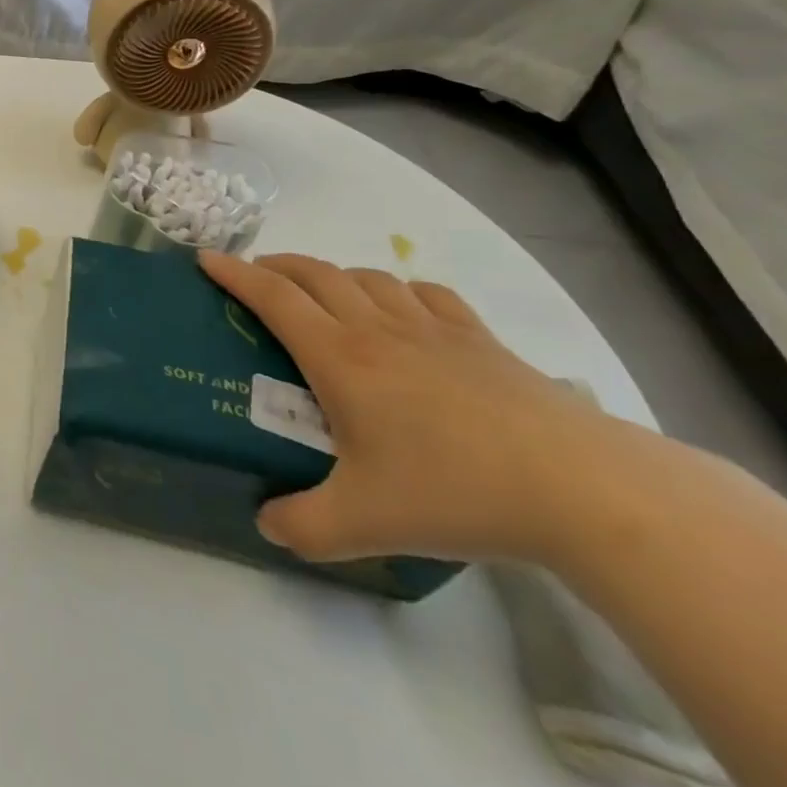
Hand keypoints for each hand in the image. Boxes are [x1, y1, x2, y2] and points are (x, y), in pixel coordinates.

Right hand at [199, 251, 621, 564]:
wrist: (581, 488)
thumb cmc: (455, 491)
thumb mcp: (366, 523)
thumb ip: (305, 527)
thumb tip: (267, 526)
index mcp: (339, 357)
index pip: (272, 297)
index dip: (233, 272)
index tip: (205, 259)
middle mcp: (376, 328)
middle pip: (314, 273)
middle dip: (277, 265)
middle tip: (257, 277)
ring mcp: (432, 329)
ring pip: (367, 276)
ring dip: (333, 274)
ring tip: (323, 293)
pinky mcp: (480, 340)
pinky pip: (427, 294)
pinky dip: (399, 289)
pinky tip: (403, 307)